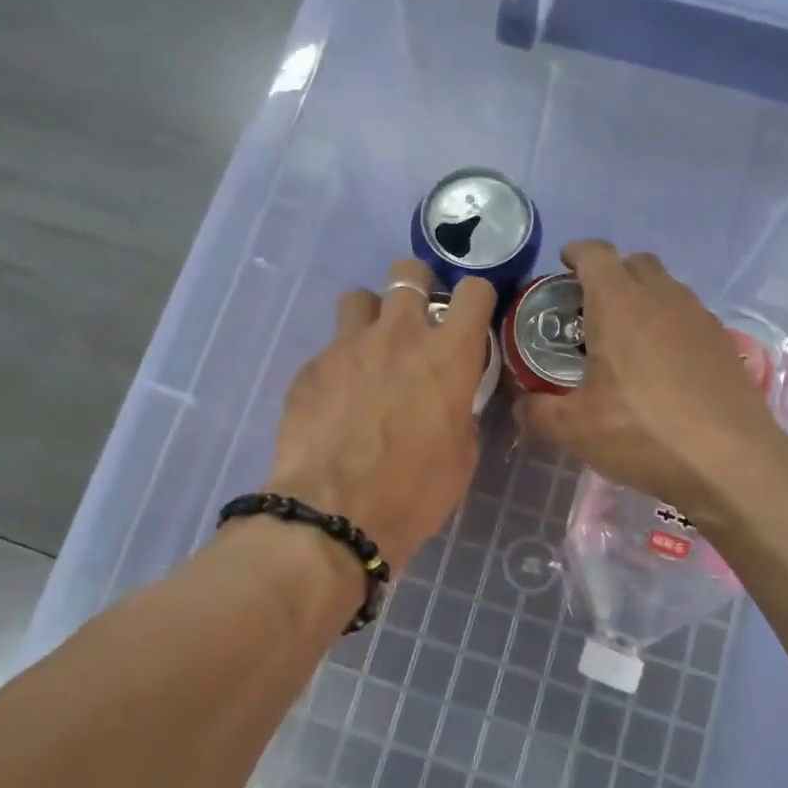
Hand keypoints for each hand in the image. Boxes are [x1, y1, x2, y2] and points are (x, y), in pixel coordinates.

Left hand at [267, 259, 493, 570]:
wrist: (334, 514)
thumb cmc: (413, 492)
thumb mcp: (461, 454)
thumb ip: (459, 409)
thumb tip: (449, 398)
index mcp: (448, 354)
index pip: (473, 291)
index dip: (476, 299)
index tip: (471, 317)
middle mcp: (399, 334)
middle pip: (408, 273)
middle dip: (417, 288)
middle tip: (417, 322)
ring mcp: (348, 346)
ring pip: (359, 299)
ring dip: (371, 317)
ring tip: (371, 353)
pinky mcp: (311, 367)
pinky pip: (329, 348)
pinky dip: (340, 364)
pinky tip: (337, 401)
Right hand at [516, 240, 784, 523]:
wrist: (730, 462)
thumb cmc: (643, 434)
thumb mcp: (575, 429)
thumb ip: (538, 411)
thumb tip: (522, 404)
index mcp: (619, 304)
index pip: (595, 254)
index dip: (576, 253)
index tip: (563, 266)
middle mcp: (662, 298)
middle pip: (634, 263)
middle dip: (610, 275)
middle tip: (590, 310)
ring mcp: (699, 317)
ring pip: (666, 288)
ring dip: (643, 299)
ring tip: (626, 340)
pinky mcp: (724, 342)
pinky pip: (688, 316)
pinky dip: (669, 326)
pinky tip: (663, 367)